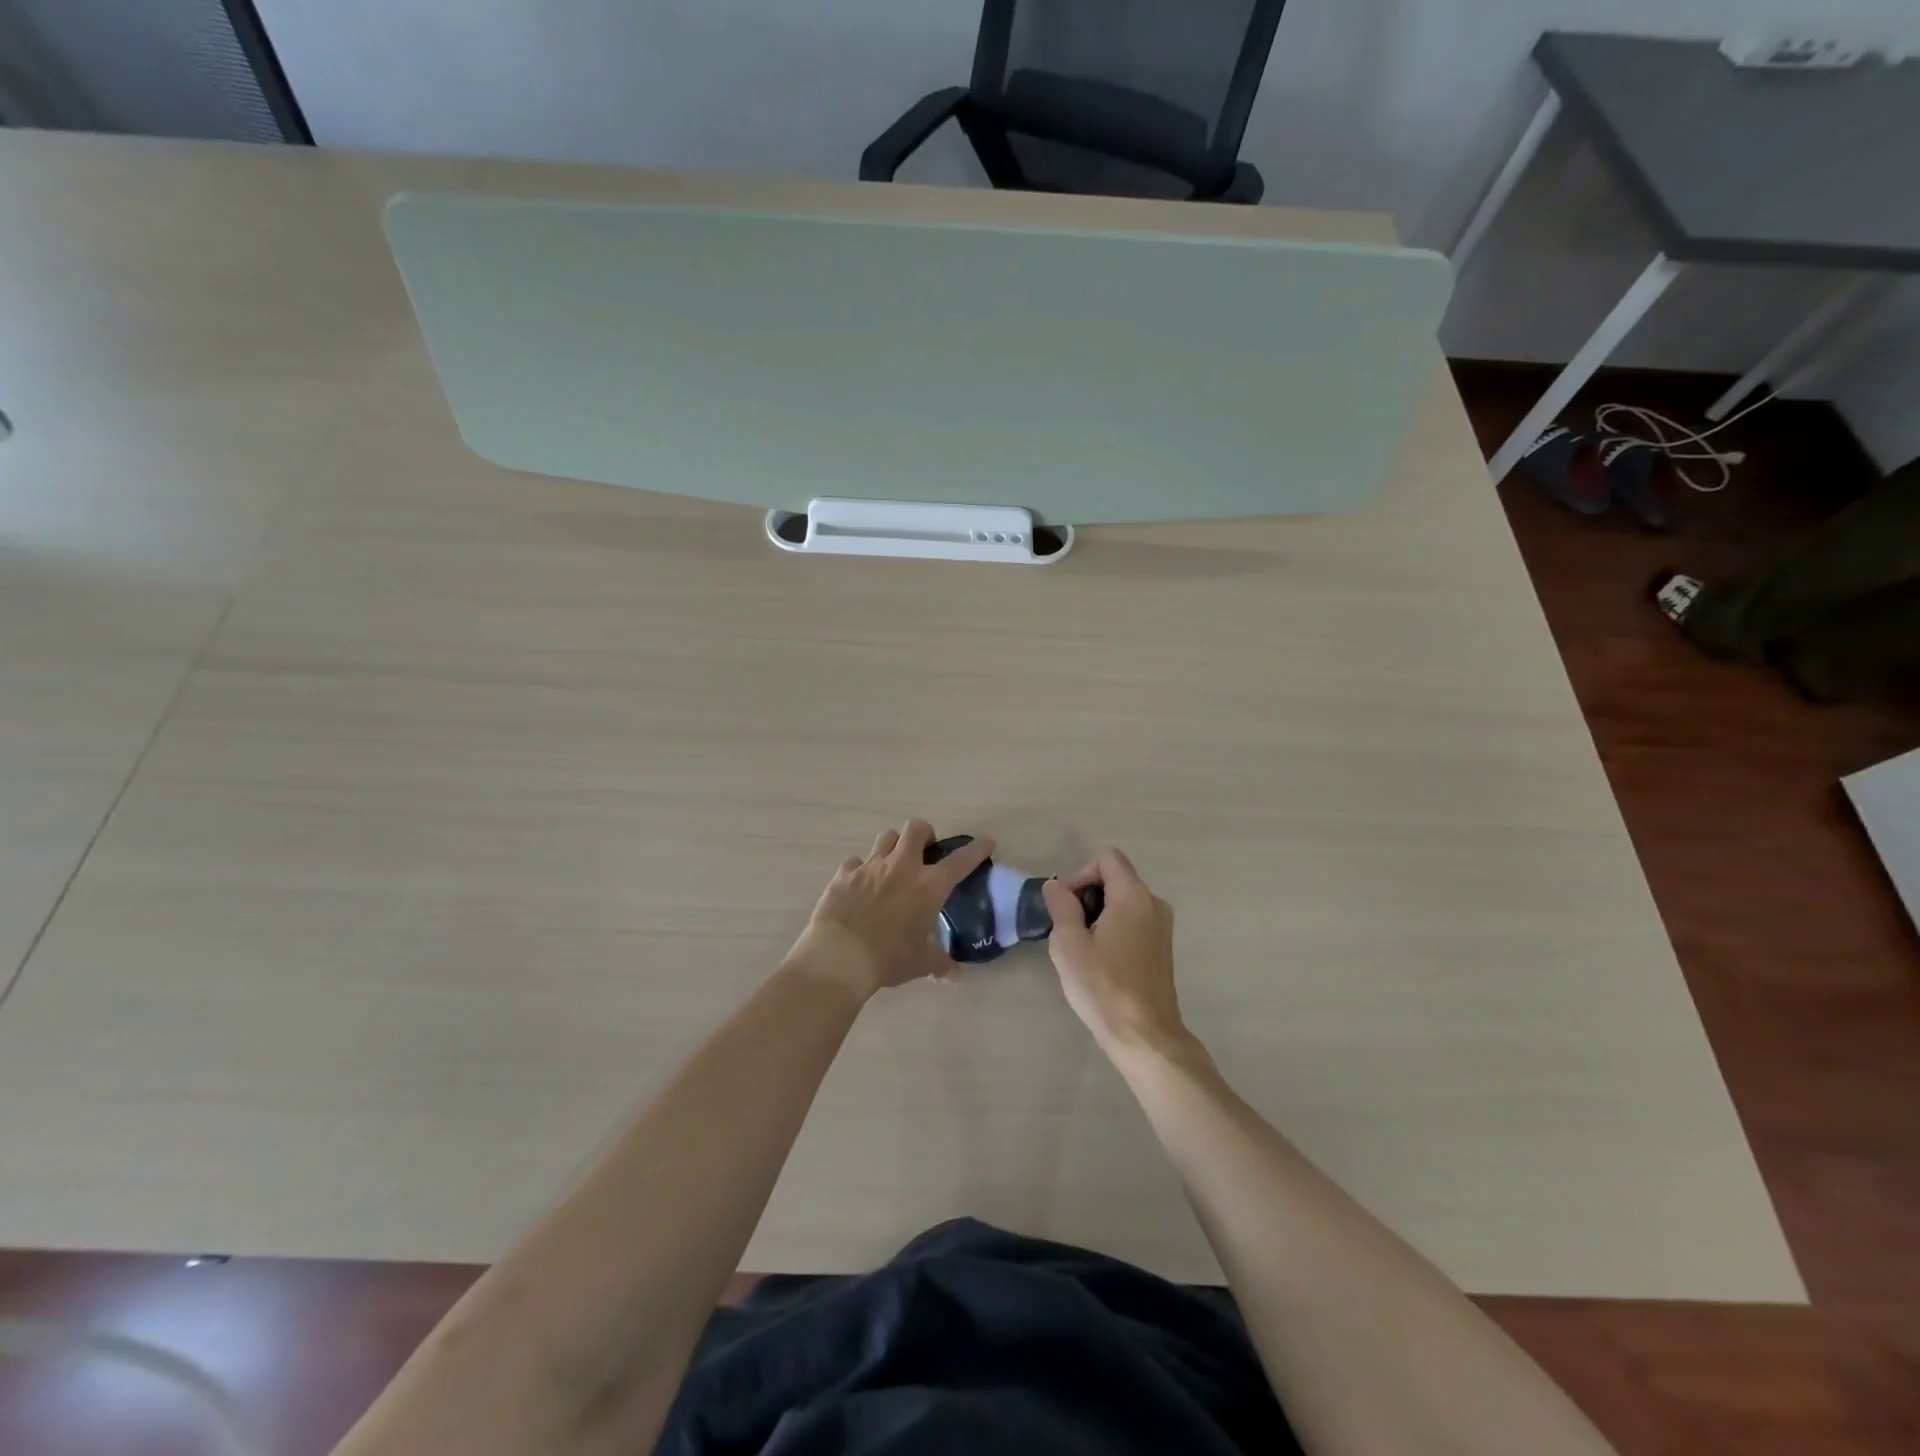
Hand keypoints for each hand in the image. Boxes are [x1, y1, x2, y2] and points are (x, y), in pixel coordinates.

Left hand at [788, 820, 994, 999]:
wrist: (840, 956)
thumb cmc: (889, 958)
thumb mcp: (920, 963)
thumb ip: (939, 963)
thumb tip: (954, 975)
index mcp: (929, 885)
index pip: (961, 861)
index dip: (976, 850)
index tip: (986, 843)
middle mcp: (902, 866)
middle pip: (917, 829)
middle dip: (925, 834)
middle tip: (925, 851)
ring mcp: (871, 866)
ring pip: (886, 837)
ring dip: (894, 845)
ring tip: (893, 863)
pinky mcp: (845, 873)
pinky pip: (856, 861)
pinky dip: (861, 869)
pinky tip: (860, 885)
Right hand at [1042, 849, 1187, 1057]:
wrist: (1145, 1036)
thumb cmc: (1104, 986)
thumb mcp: (1069, 944)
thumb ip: (1061, 906)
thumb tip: (1055, 885)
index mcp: (1133, 895)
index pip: (1106, 859)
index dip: (1080, 874)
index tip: (1065, 906)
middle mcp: (1153, 903)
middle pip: (1115, 878)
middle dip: (1086, 895)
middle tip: (1067, 928)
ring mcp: (1162, 926)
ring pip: (1123, 902)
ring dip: (1098, 914)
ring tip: (1080, 948)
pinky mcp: (1161, 947)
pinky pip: (1133, 921)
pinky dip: (1113, 929)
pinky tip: (1100, 961)